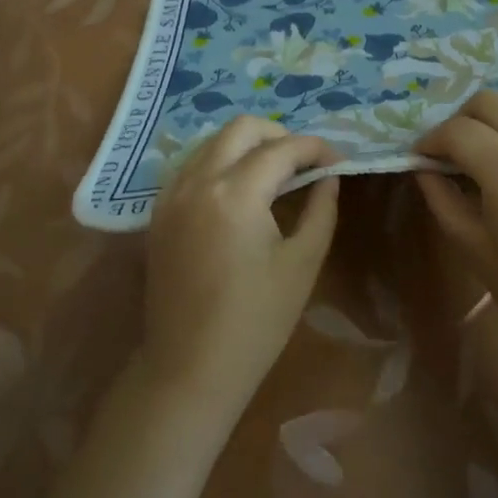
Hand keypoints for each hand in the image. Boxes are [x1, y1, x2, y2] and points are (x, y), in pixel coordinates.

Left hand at [141, 117, 339, 423]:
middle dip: (279, 134)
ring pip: (212, 141)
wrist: (188, 369)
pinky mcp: (159, 212)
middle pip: (241, 128)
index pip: (282, 149)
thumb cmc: (255, 322)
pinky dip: (220, 161)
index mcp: (236, 194)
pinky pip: (192, 164)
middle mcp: (198, 181)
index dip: (315, 148)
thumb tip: (329, 176)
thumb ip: (321, 209)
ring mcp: (172, 194)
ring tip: (275, 172)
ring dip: (247, 145)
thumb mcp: (302, 264)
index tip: (338, 160)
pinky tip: (239, 189)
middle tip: (305, 162)